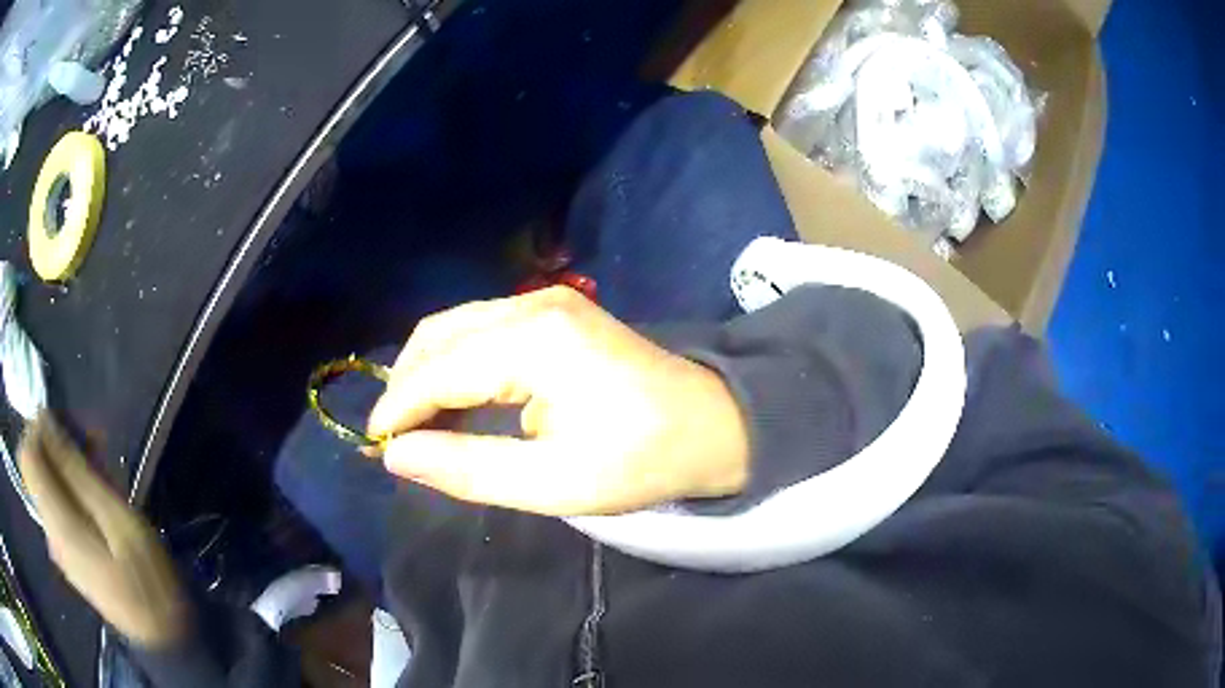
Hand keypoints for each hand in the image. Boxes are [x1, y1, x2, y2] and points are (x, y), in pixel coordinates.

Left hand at [19, 414, 188, 648]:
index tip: (65, 426)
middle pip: (36, 470)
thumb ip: (76, 473)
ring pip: (47, 488)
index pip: (26, 456)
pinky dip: (72, 493)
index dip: (38, 430)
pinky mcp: (67, 555)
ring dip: (67, 470)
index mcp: (57, 524)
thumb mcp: (118, 521)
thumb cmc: (148, 581)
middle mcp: (49, 532)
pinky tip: (97, 498)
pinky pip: (58, 509)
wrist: (164, 640)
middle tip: (92, 446)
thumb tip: (46, 422)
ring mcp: (58, 547)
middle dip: (56, 448)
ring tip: (101, 469)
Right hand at [368, 286, 749, 515]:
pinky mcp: (556, 311)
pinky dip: (456, 362)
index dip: (398, 407)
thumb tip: (396, 455)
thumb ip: (467, 467)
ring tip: (417, 424)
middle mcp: (533, 306)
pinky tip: (455, 399)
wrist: (713, 425)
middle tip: (395, 439)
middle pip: (439, 335)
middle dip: (406, 385)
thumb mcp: (552, 482)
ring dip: (427, 372)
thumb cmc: (640, 460)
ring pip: (456, 327)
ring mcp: (546, 302)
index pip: (437, 368)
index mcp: (534, 341)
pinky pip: (482, 329)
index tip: (374, 445)